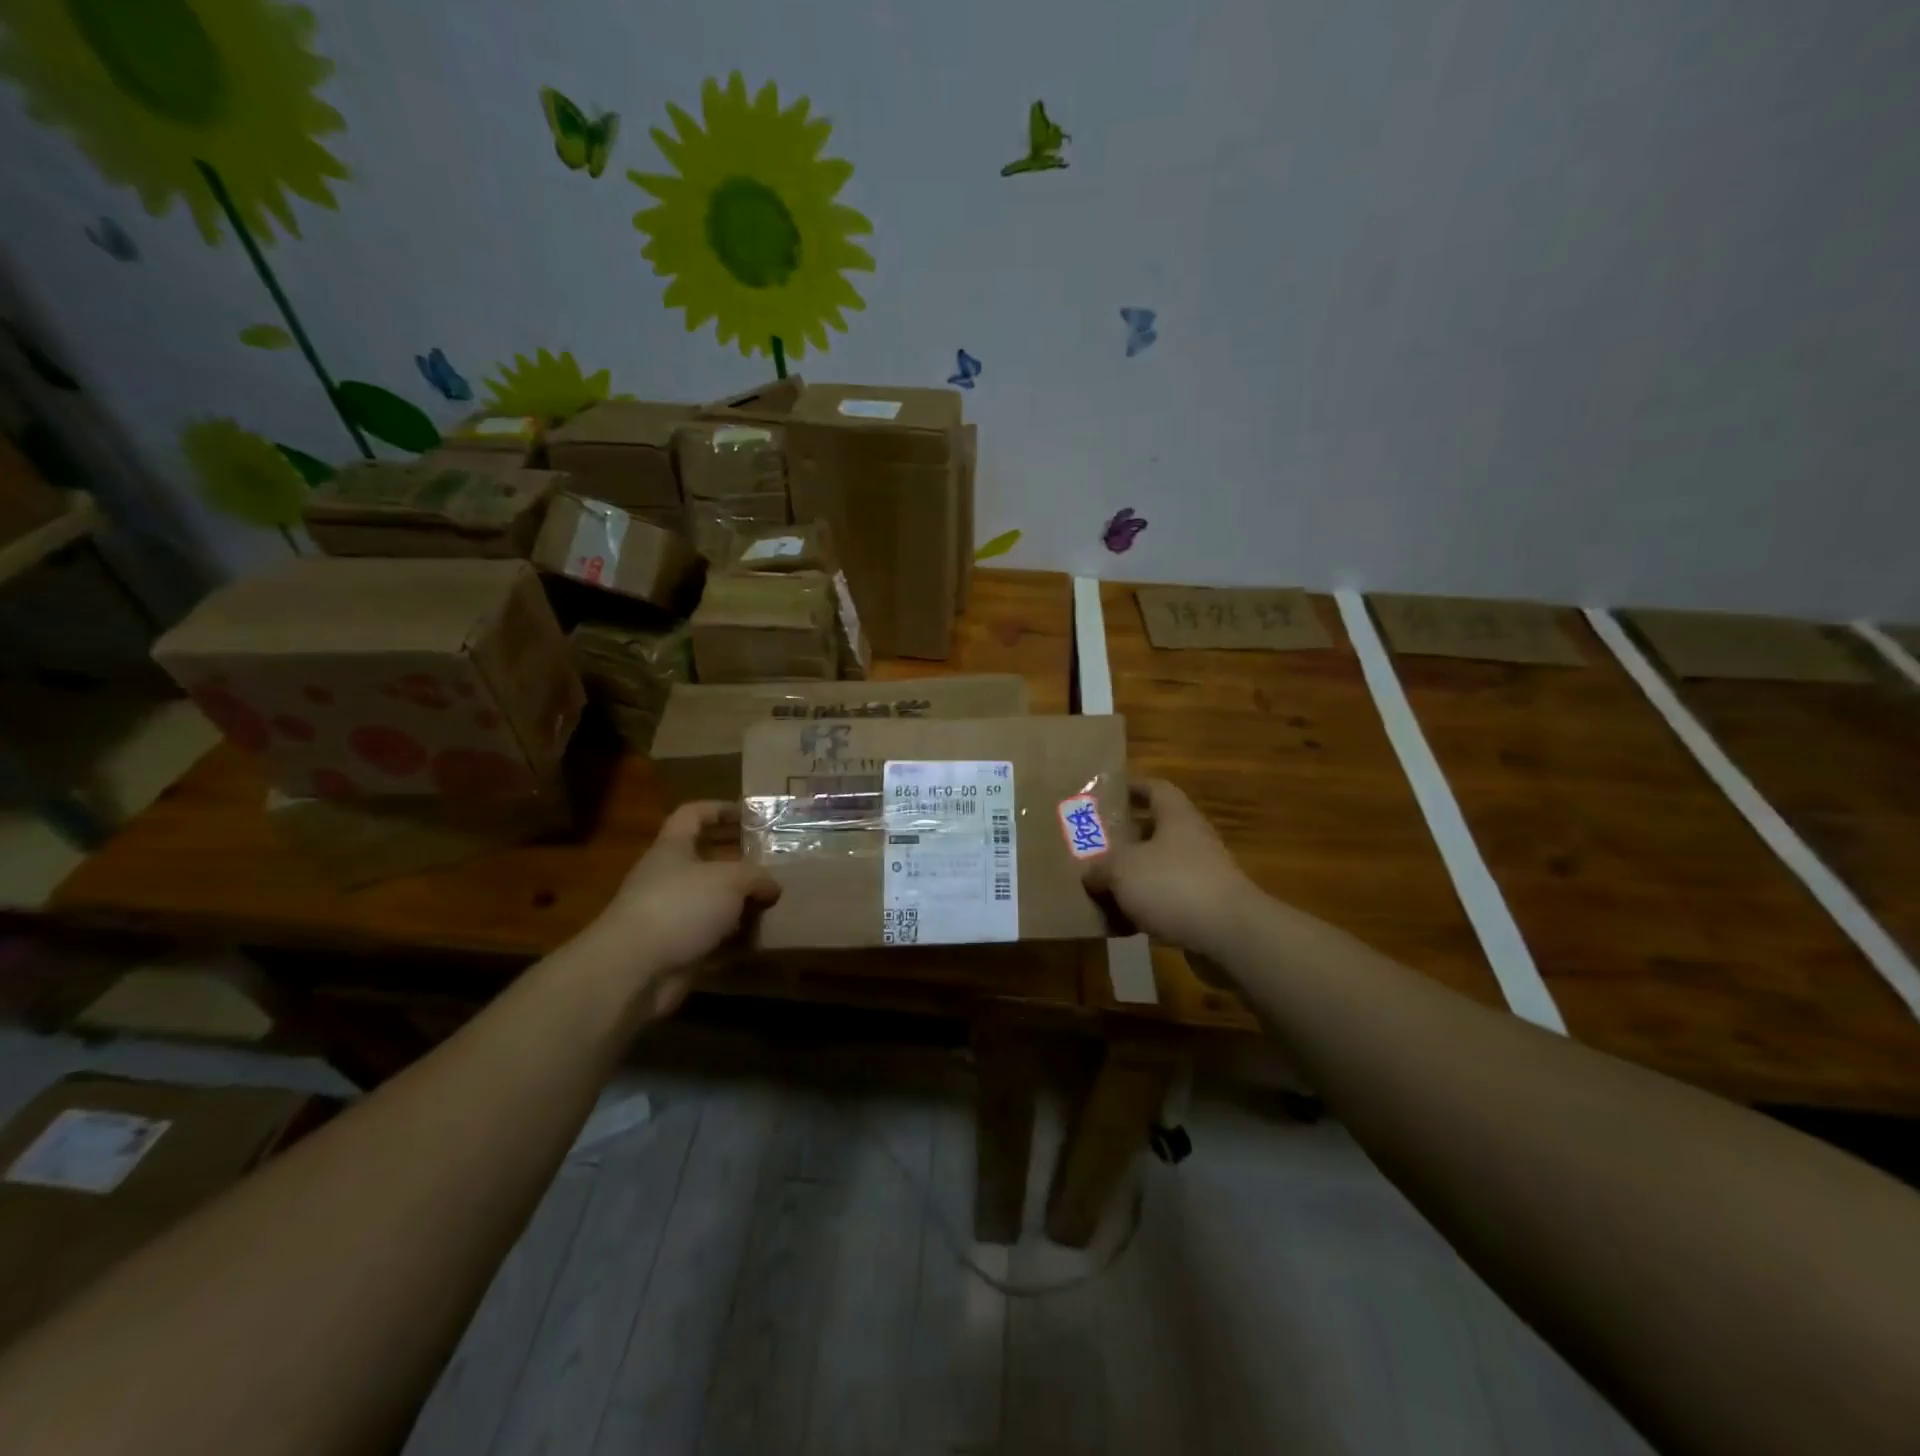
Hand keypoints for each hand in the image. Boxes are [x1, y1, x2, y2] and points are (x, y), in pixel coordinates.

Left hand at [590, 801, 780, 1018]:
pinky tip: (758, 938)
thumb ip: (756, 877)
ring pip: (710, 900)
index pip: (692, 815)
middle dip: (737, 860)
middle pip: (704, 859)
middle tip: (770, 861)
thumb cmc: (680, 906)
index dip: (719, 809)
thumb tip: (771, 887)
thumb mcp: (730, 880)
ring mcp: (670, 914)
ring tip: (772, 902)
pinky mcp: (676, 948)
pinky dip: (732, 937)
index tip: (749, 814)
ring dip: (739, 902)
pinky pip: (710, 935)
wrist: (633, 970)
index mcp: (672, 848)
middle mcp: (668, 877)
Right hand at [1084, 779, 1258, 954]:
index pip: (1155, 788)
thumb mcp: (1121, 869)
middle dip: (1125, 838)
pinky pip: (1167, 901)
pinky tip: (1121, 923)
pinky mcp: (1204, 908)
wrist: (1230, 935)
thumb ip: (1100, 867)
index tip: (1108, 794)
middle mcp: (1192, 840)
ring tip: (1101, 887)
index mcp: (1176, 817)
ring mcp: (1202, 875)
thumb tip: (1090, 874)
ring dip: (1133, 877)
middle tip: (1095, 845)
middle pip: (1155, 830)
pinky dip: (1145, 909)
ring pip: (1159, 868)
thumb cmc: (1173, 885)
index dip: (1132, 787)